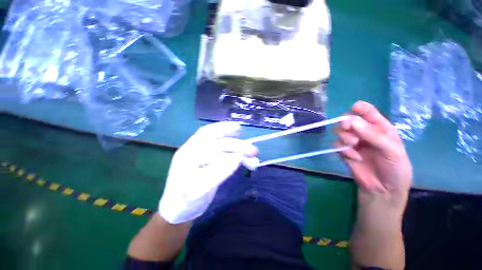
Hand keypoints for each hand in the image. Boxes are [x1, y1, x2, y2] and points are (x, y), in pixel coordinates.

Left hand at [159, 122, 257, 223]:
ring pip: (224, 149)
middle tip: (253, 150)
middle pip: (218, 140)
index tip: (239, 128)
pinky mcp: (211, 163)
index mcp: (188, 152)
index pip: (208, 138)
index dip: (224, 130)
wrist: (179, 210)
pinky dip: (237, 157)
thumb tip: (238, 156)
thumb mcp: (200, 189)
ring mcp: (204, 157)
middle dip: (236, 143)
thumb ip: (219, 171)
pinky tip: (245, 161)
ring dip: (239, 151)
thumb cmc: (184, 201)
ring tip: (253, 157)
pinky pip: (226, 156)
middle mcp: (196, 151)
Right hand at [336, 101, 411, 210]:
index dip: (360, 108)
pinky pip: (336, 145)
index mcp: (380, 128)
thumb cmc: (394, 169)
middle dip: (346, 123)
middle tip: (347, 128)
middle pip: (348, 120)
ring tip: (353, 146)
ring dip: (345, 137)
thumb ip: (372, 135)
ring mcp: (353, 142)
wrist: (383, 190)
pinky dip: (343, 149)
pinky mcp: (344, 152)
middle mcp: (364, 133)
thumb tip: (350, 120)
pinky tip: (353, 157)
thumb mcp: (391, 150)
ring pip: (340, 132)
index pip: (367, 112)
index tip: (353, 109)